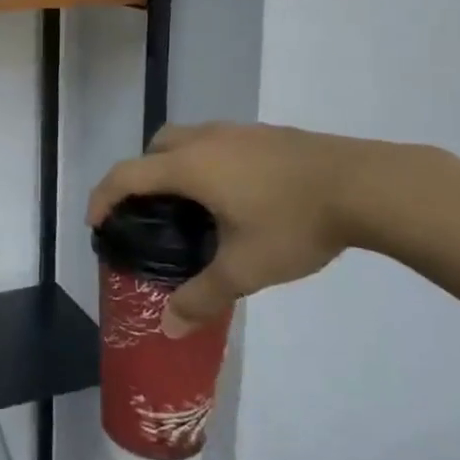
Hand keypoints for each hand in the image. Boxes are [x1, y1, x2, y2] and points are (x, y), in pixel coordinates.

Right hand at [88, 123, 401, 335]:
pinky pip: (218, 142)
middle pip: (155, 146)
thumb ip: (203, 296)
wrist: (364, 184)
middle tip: (150, 212)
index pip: (128, 174)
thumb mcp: (245, 268)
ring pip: (188, 139)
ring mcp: (238, 132)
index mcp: (190, 166)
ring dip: (176, 164)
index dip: (103, 196)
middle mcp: (206, 140)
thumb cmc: (294, 222)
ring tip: (193, 205)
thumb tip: (169, 327)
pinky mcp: (266, 134)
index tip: (96, 222)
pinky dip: (207, 162)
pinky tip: (236, 194)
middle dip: (141, 174)